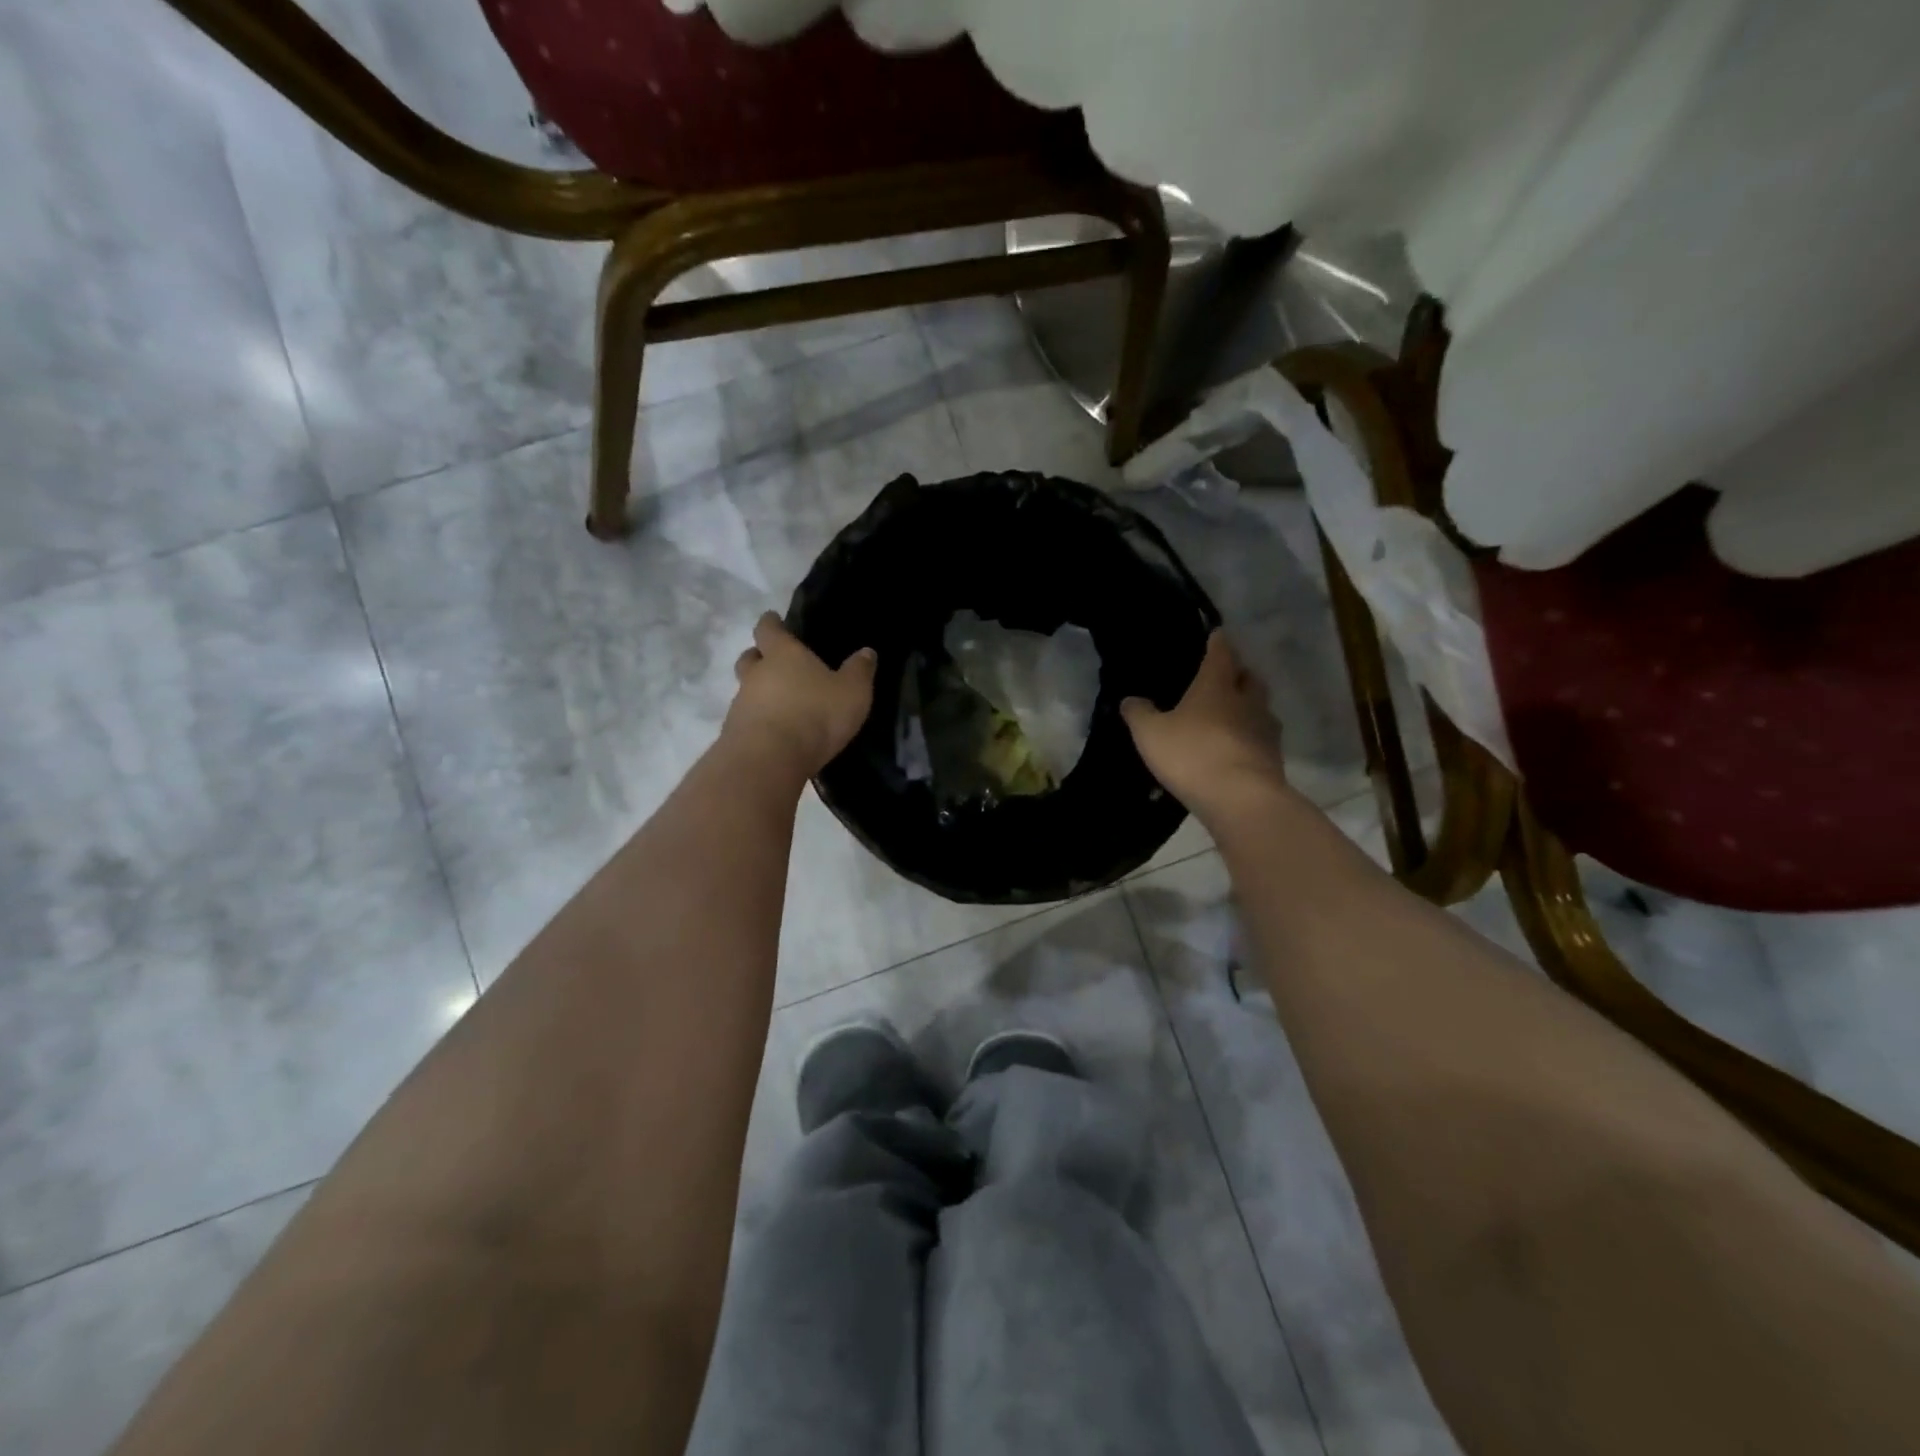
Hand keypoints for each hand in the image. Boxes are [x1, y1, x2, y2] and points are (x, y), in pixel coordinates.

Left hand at [722, 612, 876, 781]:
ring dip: (759, 693)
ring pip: (746, 690)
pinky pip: (747, 719)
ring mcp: (741, 704)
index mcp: (782, 654)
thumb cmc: (815, 714)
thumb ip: (859, 671)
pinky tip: (776, 732)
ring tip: (781, 704)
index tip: (773, 619)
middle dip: (759, 657)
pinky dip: (759, 721)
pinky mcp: (734, 734)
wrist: (769, 759)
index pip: (768, 629)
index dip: (771, 623)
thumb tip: (867, 652)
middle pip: (749, 658)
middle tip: (773, 661)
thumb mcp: (852, 692)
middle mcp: (756, 674)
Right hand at [1121, 630, 1285, 819]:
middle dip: (1239, 674)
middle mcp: (1247, 701)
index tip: (1217, 634)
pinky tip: (1236, 749)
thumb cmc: (1192, 754)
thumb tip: (1130, 699)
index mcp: (1217, 686)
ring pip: (1260, 709)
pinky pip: (1262, 739)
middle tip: (1225, 678)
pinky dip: (1250, 739)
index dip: (1218, 642)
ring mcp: (1265, 730)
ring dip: (1248, 708)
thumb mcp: (1150, 733)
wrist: (1240, 798)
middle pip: (1249, 678)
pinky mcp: (1273, 759)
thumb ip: (1139, 714)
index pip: (1221, 654)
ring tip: (1231, 716)